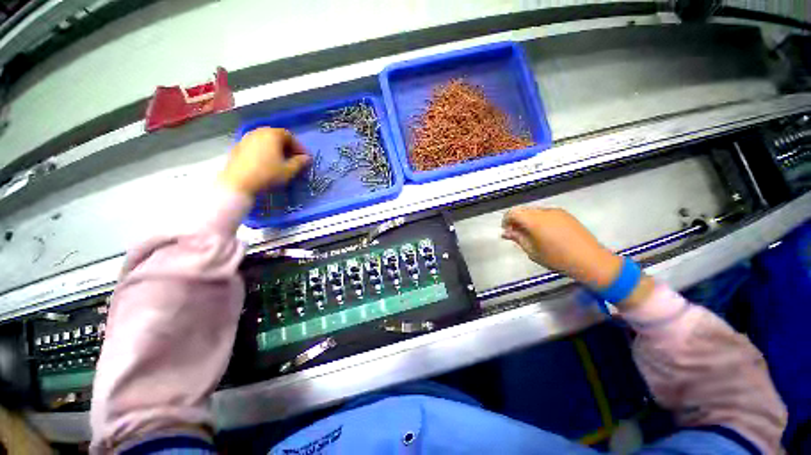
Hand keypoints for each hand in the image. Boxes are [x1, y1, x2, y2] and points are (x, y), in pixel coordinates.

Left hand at [218, 128, 310, 195]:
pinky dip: (264, 151)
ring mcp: (246, 138)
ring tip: (280, 161)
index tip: (305, 158)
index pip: (290, 136)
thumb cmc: (268, 175)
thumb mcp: (289, 170)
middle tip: (294, 159)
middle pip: (276, 136)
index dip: (299, 147)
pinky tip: (266, 163)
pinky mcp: (238, 147)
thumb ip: (300, 162)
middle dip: (287, 147)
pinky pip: (256, 146)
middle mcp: (258, 132)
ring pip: (265, 140)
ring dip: (275, 149)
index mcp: (272, 135)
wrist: (238, 184)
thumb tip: (307, 158)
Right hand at [502, 207, 622, 287]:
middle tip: (517, 235)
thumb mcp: (533, 251)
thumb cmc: (558, 259)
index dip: (506, 221)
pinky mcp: (566, 214)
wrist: (591, 261)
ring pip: (534, 211)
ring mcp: (557, 211)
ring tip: (531, 235)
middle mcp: (545, 211)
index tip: (507, 232)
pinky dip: (538, 220)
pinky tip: (544, 233)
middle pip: (522, 210)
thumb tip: (506, 232)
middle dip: (516, 220)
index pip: (512, 212)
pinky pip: (545, 213)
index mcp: (535, 220)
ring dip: (527, 220)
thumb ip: (518, 239)